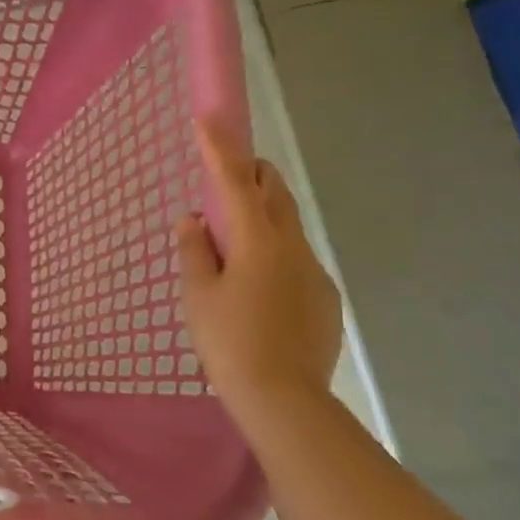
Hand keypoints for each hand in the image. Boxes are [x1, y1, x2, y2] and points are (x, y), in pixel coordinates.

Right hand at [177, 121, 342, 419]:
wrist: (285, 400)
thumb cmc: (229, 342)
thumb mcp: (198, 295)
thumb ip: (194, 250)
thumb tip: (193, 219)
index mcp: (257, 240)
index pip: (235, 181)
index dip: (220, 148)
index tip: (209, 118)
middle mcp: (293, 246)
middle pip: (276, 193)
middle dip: (253, 175)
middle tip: (227, 181)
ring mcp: (315, 272)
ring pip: (288, 228)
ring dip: (263, 221)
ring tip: (236, 251)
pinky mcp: (326, 299)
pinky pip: (298, 262)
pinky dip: (277, 258)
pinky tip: (260, 293)